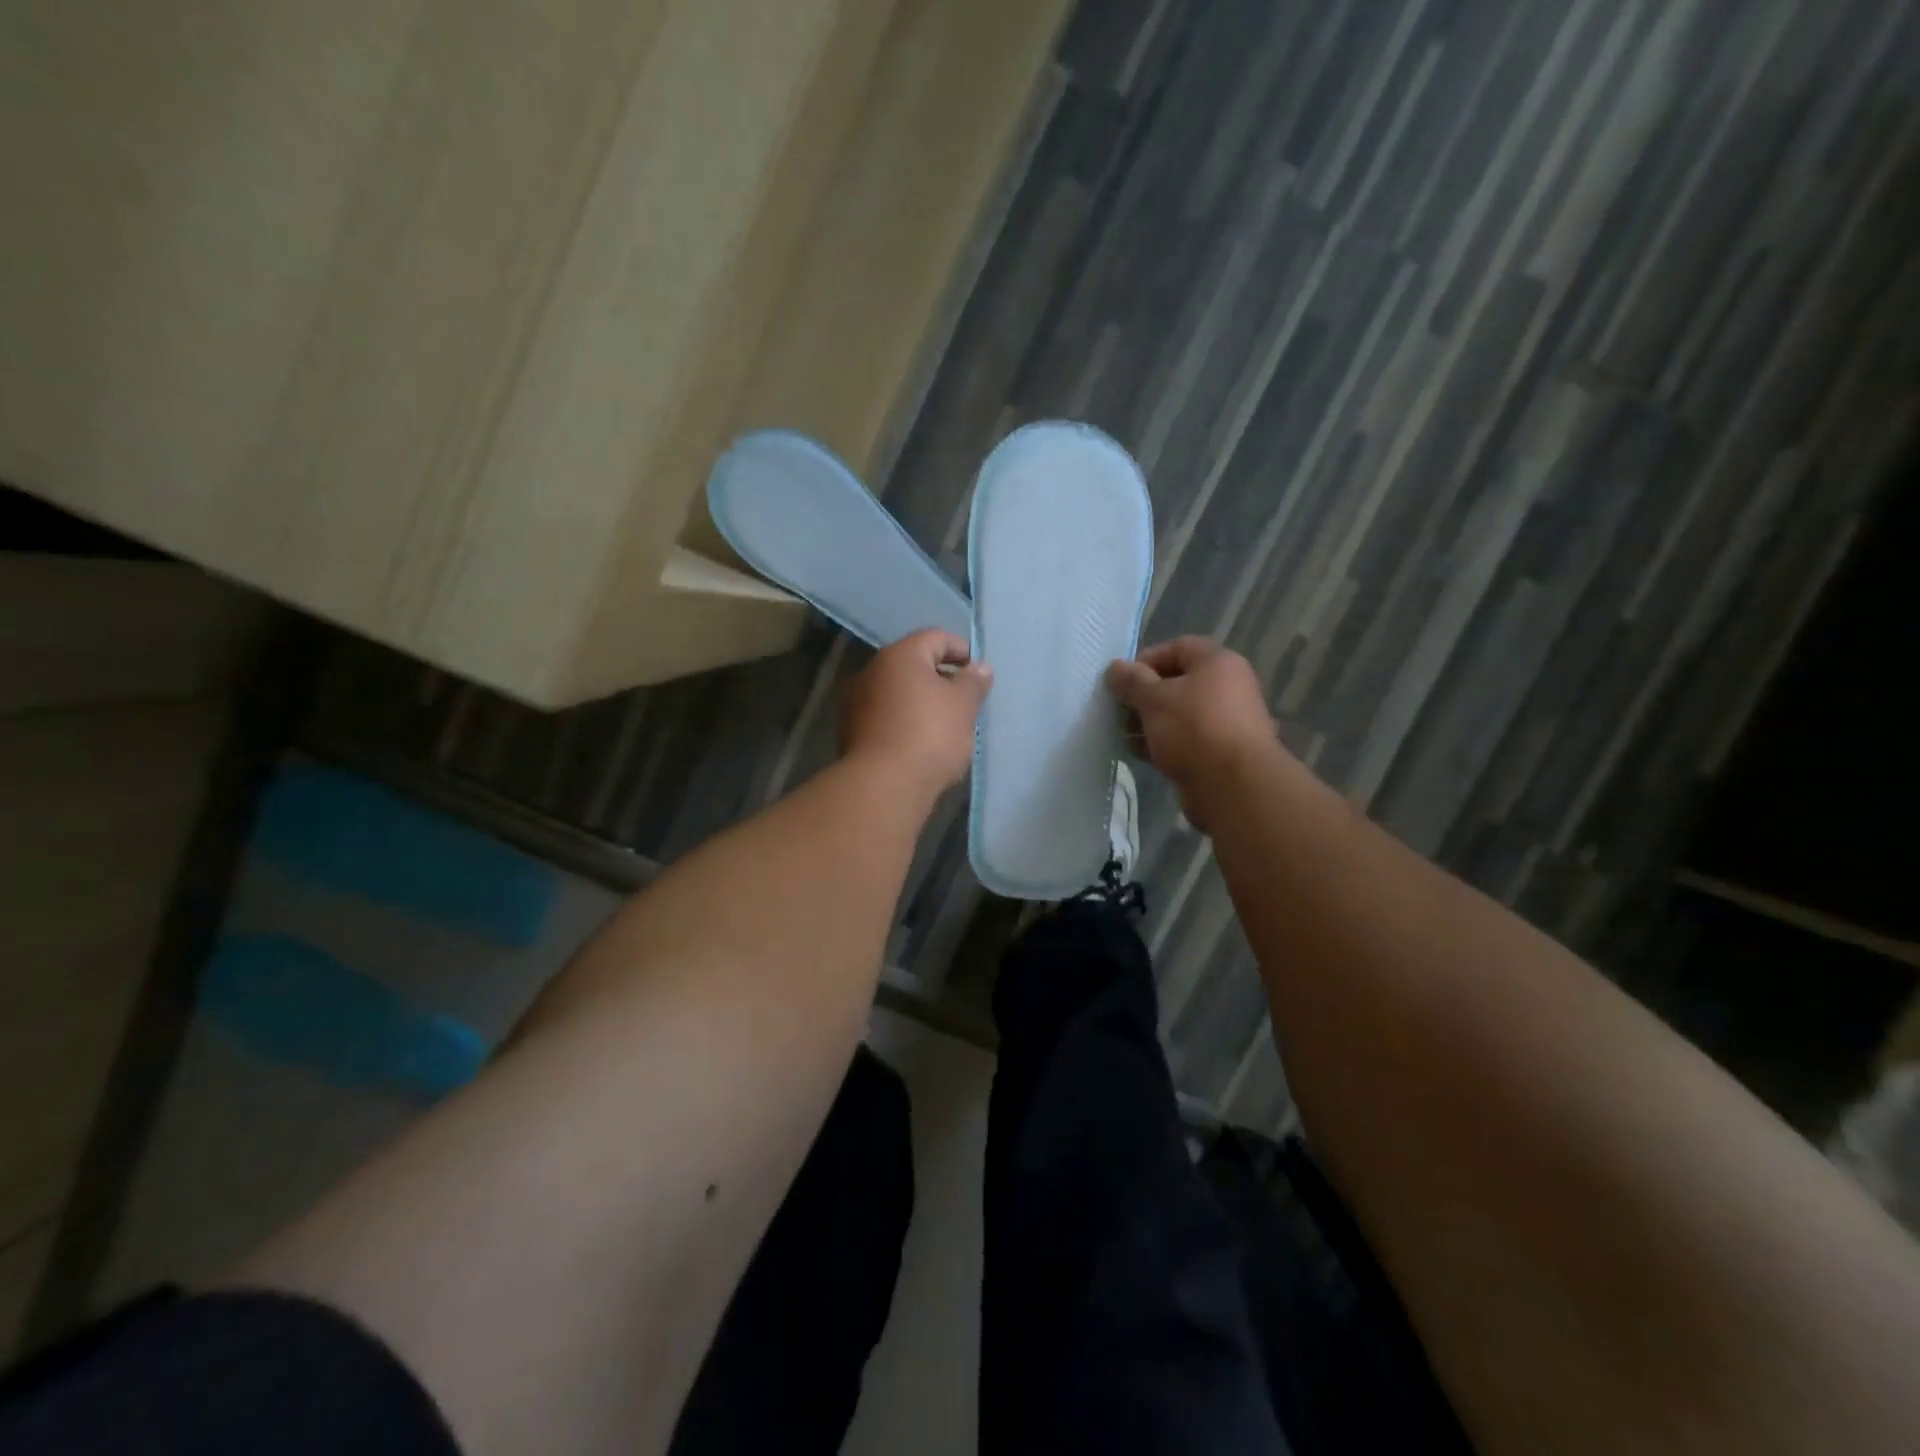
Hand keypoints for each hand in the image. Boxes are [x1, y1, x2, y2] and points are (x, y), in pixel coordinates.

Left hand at [842, 629, 990, 797]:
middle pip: (914, 665)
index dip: (962, 651)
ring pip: (899, 693)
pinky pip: (888, 717)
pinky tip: (924, 745)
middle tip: (967, 702)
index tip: (980, 675)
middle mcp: (872, 671)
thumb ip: (973, 682)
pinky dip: (907, 723)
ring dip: (923, 703)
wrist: (884, 785)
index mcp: (900, 655)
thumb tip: (979, 667)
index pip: (936, 637)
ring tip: (948, 726)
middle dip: (943, 679)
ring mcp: (858, 703)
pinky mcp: (853, 733)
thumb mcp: (963, 705)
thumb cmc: (930, 735)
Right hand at [1105, 637, 1278, 827]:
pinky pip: (1186, 739)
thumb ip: (1131, 681)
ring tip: (1123, 735)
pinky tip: (1141, 754)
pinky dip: (1164, 743)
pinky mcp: (1221, 751)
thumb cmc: (1193, 729)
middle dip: (1144, 696)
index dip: (1146, 660)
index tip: (1122, 682)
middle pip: (1178, 682)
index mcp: (1217, 663)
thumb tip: (1115, 667)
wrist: (1234, 786)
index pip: (1177, 647)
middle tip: (1119, 711)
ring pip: (1180, 713)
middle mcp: (1227, 686)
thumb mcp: (1154, 699)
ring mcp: (1227, 721)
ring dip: (1150, 722)